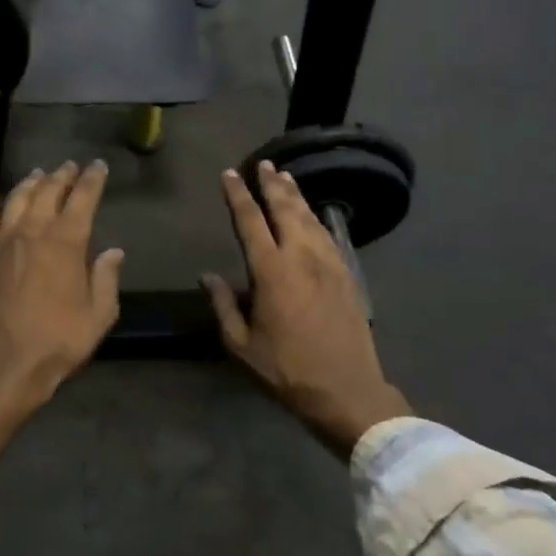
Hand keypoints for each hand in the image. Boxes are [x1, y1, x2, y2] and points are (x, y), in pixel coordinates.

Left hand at [0, 161, 122, 471]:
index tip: (98, 166)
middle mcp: (34, 232)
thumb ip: (106, 278)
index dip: (92, 180)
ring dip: (30, 183)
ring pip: (17, 199)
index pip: (82, 198)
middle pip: (48, 192)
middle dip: (62, 176)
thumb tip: (113, 251)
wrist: (7, 364)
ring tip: (39, 174)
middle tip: (70, 166)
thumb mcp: (98, 315)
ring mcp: (4, 242)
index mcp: (67, 242)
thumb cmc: (59, 340)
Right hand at [202, 161, 410, 457]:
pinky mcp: (347, 276)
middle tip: (264, 164)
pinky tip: (313, 215)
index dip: (238, 195)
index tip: (229, 174)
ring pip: (310, 218)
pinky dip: (316, 218)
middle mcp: (302, 257)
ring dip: (295, 196)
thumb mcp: (242, 345)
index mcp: (272, 271)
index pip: (250, 221)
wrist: (347, 391)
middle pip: (285, 209)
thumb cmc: (287, 370)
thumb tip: (208, 276)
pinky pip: (328, 236)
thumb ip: (224, 305)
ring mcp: (329, 264)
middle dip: (272, 184)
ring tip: (286, 178)